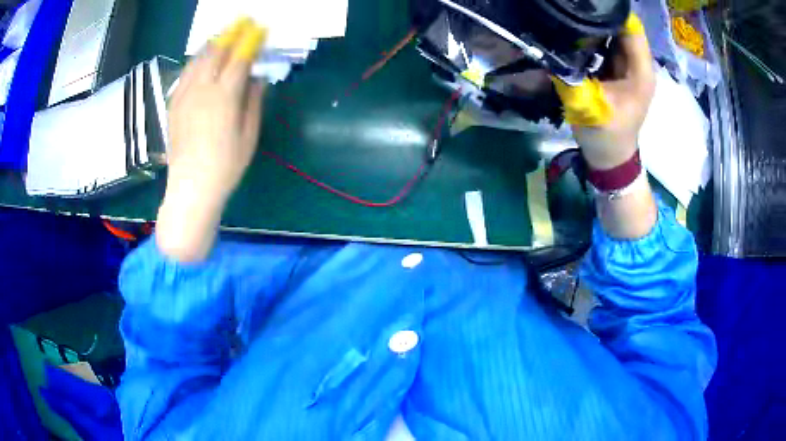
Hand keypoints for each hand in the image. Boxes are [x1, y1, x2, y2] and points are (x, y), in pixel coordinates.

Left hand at [157, 18, 266, 261]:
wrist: (190, 189)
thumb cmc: (225, 166)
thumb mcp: (249, 136)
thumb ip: (254, 102)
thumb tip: (257, 78)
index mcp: (224, 97)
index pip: (239, 59)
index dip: (251, 41)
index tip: (260, 28)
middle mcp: (202, 90)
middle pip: (216, 52)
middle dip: (231, 33)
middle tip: (242, 21)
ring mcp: (184, 96)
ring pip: (197, 60)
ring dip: (212, 43)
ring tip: (222, 33)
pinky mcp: (174, 105)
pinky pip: (185, 74)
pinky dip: (195, 60)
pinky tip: (200, 57)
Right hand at [552, 14, 654, 169]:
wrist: (611, 158)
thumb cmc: (606, 136)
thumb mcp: (587, 105)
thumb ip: (572, 73)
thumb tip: (551, 43)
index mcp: (640, 71)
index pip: (631, 26)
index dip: (611, 11)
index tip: (584, 5)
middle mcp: (638, 64)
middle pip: (622, 26)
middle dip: (599, 14)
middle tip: (571, 9)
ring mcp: (629, 66)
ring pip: (614, 32)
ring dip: (594, 24)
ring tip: (571, 17)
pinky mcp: (619, 69)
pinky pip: (607, 43)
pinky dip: (593, 36)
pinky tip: (575, 34)